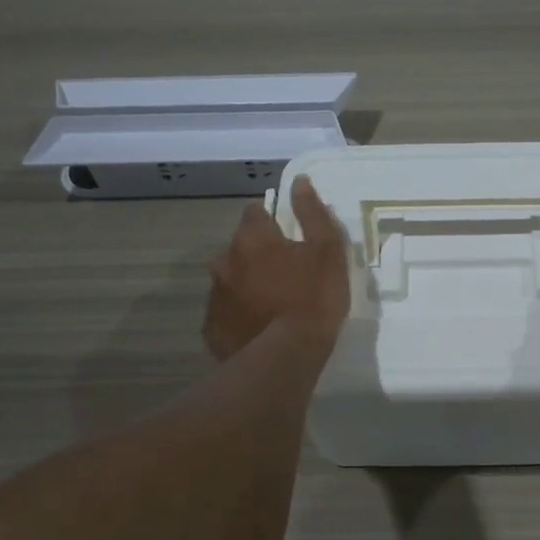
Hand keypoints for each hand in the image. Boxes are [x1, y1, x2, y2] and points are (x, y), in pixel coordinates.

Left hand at [203, 175, 351, 359]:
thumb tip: (299, 182)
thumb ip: (312, 213)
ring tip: (271, 303)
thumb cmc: (313, 298)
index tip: (286, 234)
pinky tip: (257, 326)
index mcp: (252, 239)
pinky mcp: (212, 328)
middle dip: (256, 254)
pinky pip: (226, 312)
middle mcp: (224, 261)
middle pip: (239, 247)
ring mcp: (215, 296)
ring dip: (246, 283)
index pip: (255, 213)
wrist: (286, 357)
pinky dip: (239, 314)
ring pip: (230, 279)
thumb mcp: (327, 251)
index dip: (271, 220)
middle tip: (283, 272)